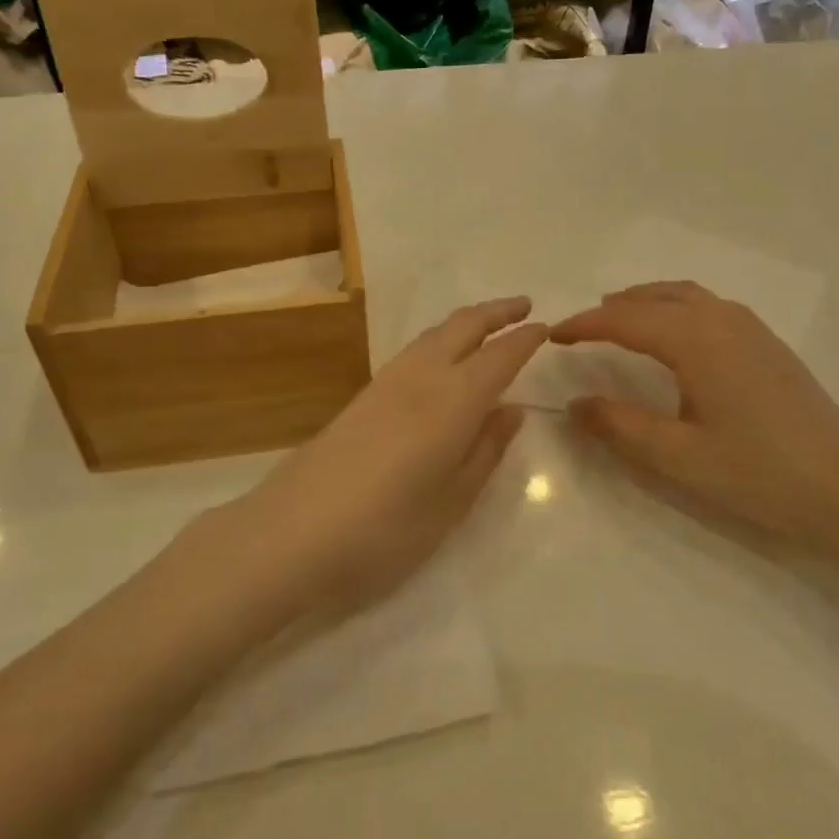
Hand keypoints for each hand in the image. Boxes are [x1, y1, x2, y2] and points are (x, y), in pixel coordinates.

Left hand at [211, 297, 546, 616]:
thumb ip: (485, 451)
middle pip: (462, 327)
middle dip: (495, 312)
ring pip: (433, 334)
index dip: (524, 339)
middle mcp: (420, 378)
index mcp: (453, 401)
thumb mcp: (452, 501)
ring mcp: (385, 383)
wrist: (293, 532)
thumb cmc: (385, 529)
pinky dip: (439, 340)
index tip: (545, 327)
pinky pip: (412, 351)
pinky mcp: (361, 396)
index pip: (499, 356)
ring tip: (486, 326)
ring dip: (465, 322)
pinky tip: (440, 358)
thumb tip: (512, 411)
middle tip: (523, 306)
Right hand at [552, 282, 838, 550]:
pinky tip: (675, 336)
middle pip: (655, 296)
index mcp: (695, 340)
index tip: (552, 336)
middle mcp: (722, 320)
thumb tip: (575, 403)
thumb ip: (620, 426)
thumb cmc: (759, 473)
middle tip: (581, 329)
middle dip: (613, 308)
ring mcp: (751, 329)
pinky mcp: (769, 345)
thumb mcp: (678, 457)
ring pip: (686, 295)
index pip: (625, 320)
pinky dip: (676, 307)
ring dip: (646, 301)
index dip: (584, 326)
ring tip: (619, 320)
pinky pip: (709, 306)